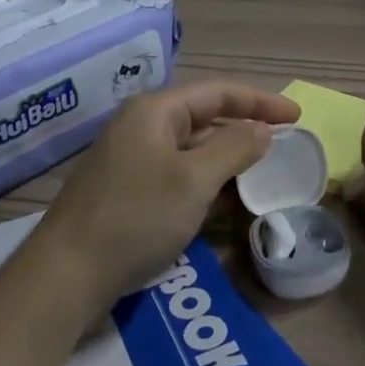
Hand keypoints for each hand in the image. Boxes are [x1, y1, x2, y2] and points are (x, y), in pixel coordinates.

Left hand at [30, 79, 300, 318]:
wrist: (67, 273)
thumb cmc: (136, 217)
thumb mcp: (194, 180)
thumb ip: (234, 149)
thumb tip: (263, 130)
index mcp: (155, 111)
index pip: (218, 92)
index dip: (260, 101)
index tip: (297, 116)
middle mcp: (141, 127)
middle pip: (203, 117)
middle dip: (244, 129)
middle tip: (282, 144)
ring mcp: (131, 159)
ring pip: (190, 149)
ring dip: (226, 159)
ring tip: (260, 172)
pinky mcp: (127, 190)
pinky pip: (177, 174)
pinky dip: (204, 182)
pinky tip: (224, 201)